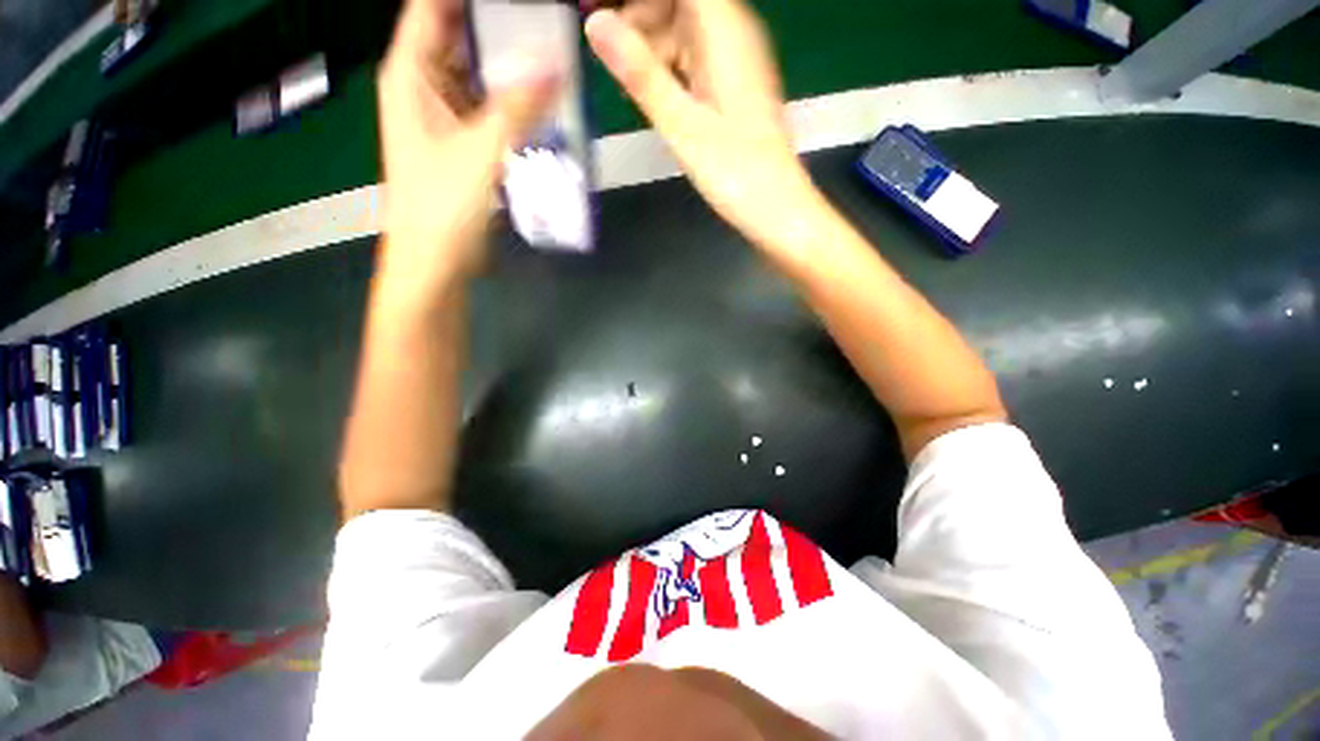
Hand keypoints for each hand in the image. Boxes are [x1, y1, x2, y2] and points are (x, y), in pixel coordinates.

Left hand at [377, 0, 559, 293]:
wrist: (434, 260)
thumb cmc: (442, 206)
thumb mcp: (481, 151)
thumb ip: (519, 108)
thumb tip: (557, 66)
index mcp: (411, 73)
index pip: (434, 7)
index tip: (519, 2)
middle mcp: (425, 85)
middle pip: (461, 35)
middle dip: (501, 27)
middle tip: (546, 25)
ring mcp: (446, 115)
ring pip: (480, 74)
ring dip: (512, 68)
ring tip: (553, 58)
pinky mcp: (465, 142)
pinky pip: (491, 109)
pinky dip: (515, 104)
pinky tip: (543, 103)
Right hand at [585, 0, 824, 254]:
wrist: (774, 207)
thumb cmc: (733, 172)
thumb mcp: (681, 125)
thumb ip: (640, 74)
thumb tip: (596, 24)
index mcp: (724, 33)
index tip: (601, 12)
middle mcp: (733, 35)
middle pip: (678, 2)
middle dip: (638, 16)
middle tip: (606, 52)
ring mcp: (734, 62)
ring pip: (683, 30)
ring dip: (650, 47)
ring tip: (625, 84)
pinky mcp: (732, 87)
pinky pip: (694, 59)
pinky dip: (668, 70)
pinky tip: (651, 97)